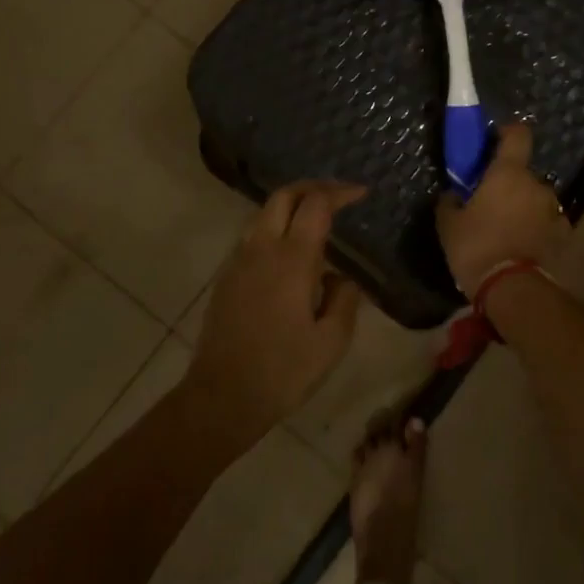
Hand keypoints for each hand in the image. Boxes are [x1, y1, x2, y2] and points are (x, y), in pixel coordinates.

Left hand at [183, 180, 365, 449]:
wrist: (221, 397)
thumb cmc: (283, 372)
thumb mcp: (331, 342)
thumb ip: (345, 300)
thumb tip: (341, 277)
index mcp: (292, 259)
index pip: (316, 204)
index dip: (340, 192)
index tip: (361, 193)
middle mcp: (262, 249)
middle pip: (284, 196)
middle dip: (313, 187)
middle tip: (338, 195)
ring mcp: (239, 260)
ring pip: (264, 213)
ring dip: (291, 205)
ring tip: (316, 219)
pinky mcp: (226, 277)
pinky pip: (252, 236)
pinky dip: (275, 226)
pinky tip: (290, 252)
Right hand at [435, 124, 568, 293]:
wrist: (514, 290)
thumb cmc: (477, 247)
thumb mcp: (449, 225)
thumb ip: (450, 202)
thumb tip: (452, 194)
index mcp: (508, 173)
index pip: (518, 134)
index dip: (507, 132)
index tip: (495, 140)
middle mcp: (537, 185)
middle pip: (523, 174)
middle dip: (509, 184)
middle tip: (490, 203)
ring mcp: (554, 211)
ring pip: (536, 200)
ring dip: (524, 208)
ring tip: (506, 231)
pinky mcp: (564, 236)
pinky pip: (547, 224)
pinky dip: (536, 229)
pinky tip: (522, 247)